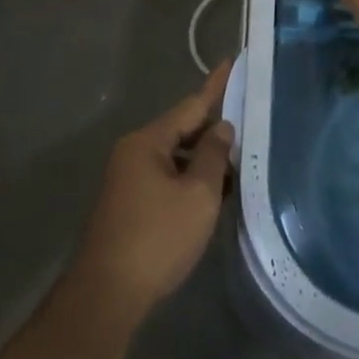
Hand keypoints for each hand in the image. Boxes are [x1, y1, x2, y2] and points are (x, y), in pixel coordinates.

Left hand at [72, 60, 235, 321]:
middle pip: (183, 130)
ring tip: (241, 161)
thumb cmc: (157, 238)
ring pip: (177, 157)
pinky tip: (216, 192)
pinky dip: (192, 180)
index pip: (191, 105)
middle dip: (215, 129)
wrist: (106, 297)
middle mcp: (135, 153)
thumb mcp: (198, 194)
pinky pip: (168, 178)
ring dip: (205, 159)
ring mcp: (129, 180)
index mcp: (148, 142)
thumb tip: (221, 128)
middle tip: (251, 121)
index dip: (216, 85)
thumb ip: (213, 155)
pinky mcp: (131, 205)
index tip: (233, 61)